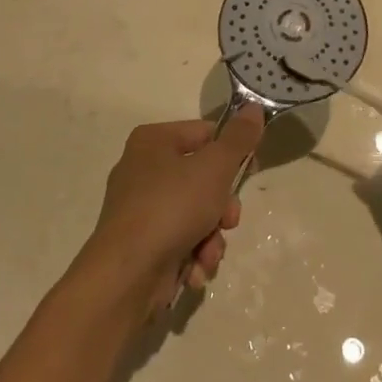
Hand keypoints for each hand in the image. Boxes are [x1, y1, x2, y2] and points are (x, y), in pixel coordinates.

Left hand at [80, 110, 262, 311]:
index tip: (251, 172)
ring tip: (207, 253)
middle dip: (221, 208)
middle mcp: (142, 169)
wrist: (127, 274)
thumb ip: (238, 139)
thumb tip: (253, 107)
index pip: (205, 134)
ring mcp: (140, 208)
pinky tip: (193, 269)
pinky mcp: (142, 242)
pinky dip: (192, 255)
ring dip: (211, 238)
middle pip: (203, 179)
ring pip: (196, 214)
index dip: (232, 153)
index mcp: (153, 141)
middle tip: (228, 221)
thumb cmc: (171, 208)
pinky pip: (180, 240)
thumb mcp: (214, 168)